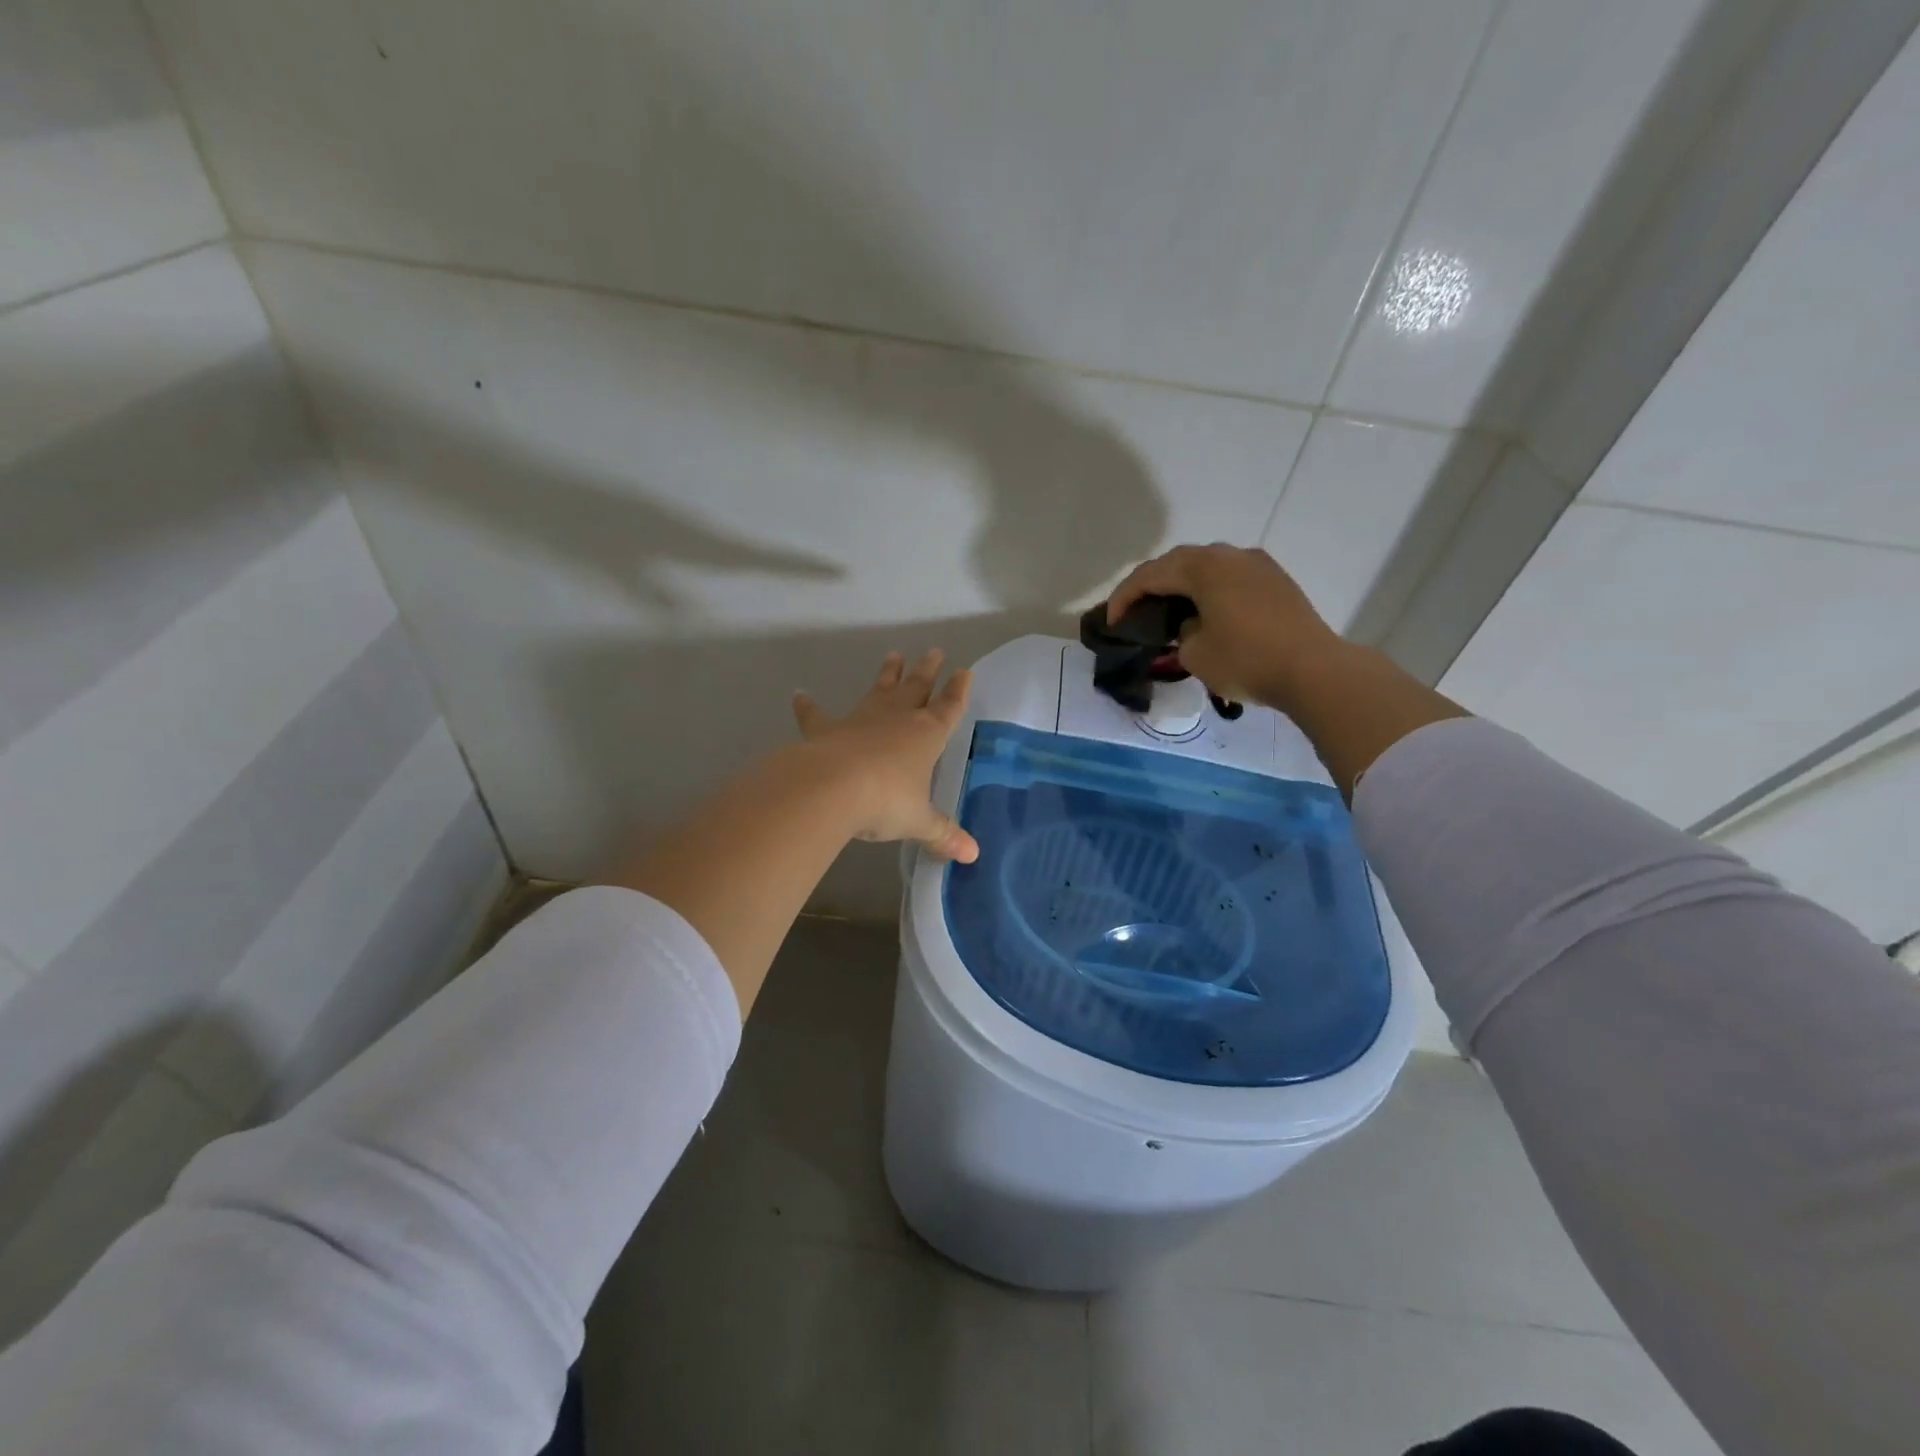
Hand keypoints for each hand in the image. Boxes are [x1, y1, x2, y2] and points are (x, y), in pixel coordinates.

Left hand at [792, 650, 978, 862]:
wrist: (831, 788)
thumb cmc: (885, 801)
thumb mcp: (918, 821)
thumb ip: (942, 834)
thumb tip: (972, 855)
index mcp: (925, 735)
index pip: (948, 709)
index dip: (958, 691)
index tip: (964, 672)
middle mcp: (896, 720)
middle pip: (916, 689)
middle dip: (927, 671)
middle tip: (933, 650)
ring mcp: (860, 720)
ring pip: (878, 691)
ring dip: (887, 674)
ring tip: (893, 655)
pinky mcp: (826, 730)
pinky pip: (817, 715)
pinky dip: (808, 706)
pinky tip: (799, 695)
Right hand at [1107, 543, 1341, 708]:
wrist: (1314, 670)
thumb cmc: (1246, 660)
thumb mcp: (1195, 654)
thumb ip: (1181, 633)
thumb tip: (1192, 626)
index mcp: (1202, 567)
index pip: (1149, 575)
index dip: (1124, 598)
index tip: (1111, 622)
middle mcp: (1228, 555)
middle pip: (1177, 563)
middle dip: (1151, 585)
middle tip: (1134, 611)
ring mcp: (1257, 564)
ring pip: (1207, 567)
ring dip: (1182, 584)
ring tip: (1168, 610)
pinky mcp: (1276, 580)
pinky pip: (1230, 577)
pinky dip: (1209, 589)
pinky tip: (1205, 611)